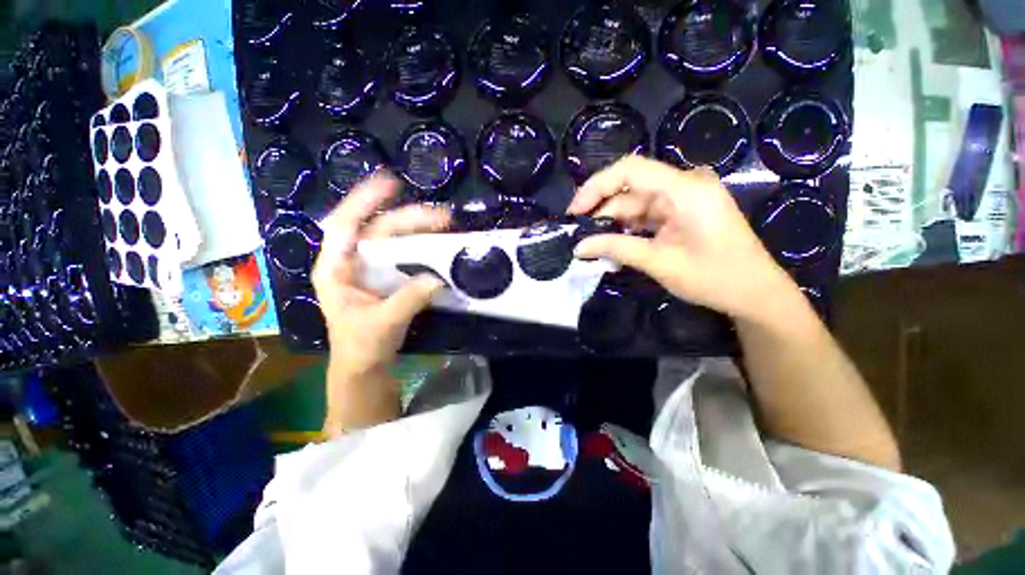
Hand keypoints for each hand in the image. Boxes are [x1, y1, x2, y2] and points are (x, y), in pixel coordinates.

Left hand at [312, 173, 448, 434]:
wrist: (365, 367)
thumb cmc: (361, 347)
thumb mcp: (381, 324)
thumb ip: (408, 300)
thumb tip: (438, 278)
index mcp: (336, 268)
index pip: (344, 225)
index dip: (365, 201)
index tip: (391, 184)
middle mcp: (353, 262)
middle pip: (380, 230)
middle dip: (409, 219)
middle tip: (442, 216)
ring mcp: (373, 269)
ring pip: (395, 241)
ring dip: (419, 230)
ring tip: (445, 224)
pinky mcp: (389, 279)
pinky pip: (405, 256)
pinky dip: (422, 247)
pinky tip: (439, 244)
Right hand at [567, 156, 796, 322]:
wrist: (754, 293)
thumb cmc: (713, 278)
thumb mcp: (659, 262)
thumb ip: (616, 249)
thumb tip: (578, 247)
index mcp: (685, 189)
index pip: (630, 170)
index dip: (596, 187)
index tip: (574, 212)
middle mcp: (684, 184)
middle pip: (629, 189)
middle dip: (601, 212)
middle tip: (578, 236)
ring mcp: (683, 198)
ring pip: (635, 204)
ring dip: (612, 224)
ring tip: (590, 245)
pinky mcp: (681, 211)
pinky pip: (646, 215)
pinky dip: (627, 229)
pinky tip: (612, 245)